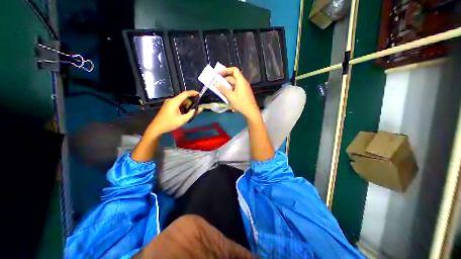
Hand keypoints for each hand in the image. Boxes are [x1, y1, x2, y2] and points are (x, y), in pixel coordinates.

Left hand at [146, 90, 199, 135]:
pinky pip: (177, 104)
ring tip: (191, 112)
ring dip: (187, 105)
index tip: (200, 94)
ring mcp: (169, 103)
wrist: (156, 128)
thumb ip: (192, 113)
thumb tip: (201, 108)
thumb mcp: (183, 120)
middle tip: (196, 108)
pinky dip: (183, 107)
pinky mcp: (168, 106)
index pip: (185, 94)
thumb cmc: (169, 124)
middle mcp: (171, 100)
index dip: (193, 93)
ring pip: (181, 101)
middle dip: (191, 102)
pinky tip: (185, 113)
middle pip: (183, 98)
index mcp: (174, 102)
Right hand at [216, 67, 258, 118]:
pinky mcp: (244, 92)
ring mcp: (244, 88)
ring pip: (234, 83)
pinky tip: (226, 94)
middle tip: (217, 84)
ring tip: (220, 90)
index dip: (226, 70)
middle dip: (225, 80)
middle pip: (233, 77)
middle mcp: (243, 82)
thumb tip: (216, 84)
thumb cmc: (241, 103)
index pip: (234, 70)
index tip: (219, 74)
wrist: (251, 111)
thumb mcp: (231, 96)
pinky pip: (236, 88)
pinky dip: (231, 89)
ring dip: (227, 85)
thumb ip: (223, 90)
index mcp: (241, 81)